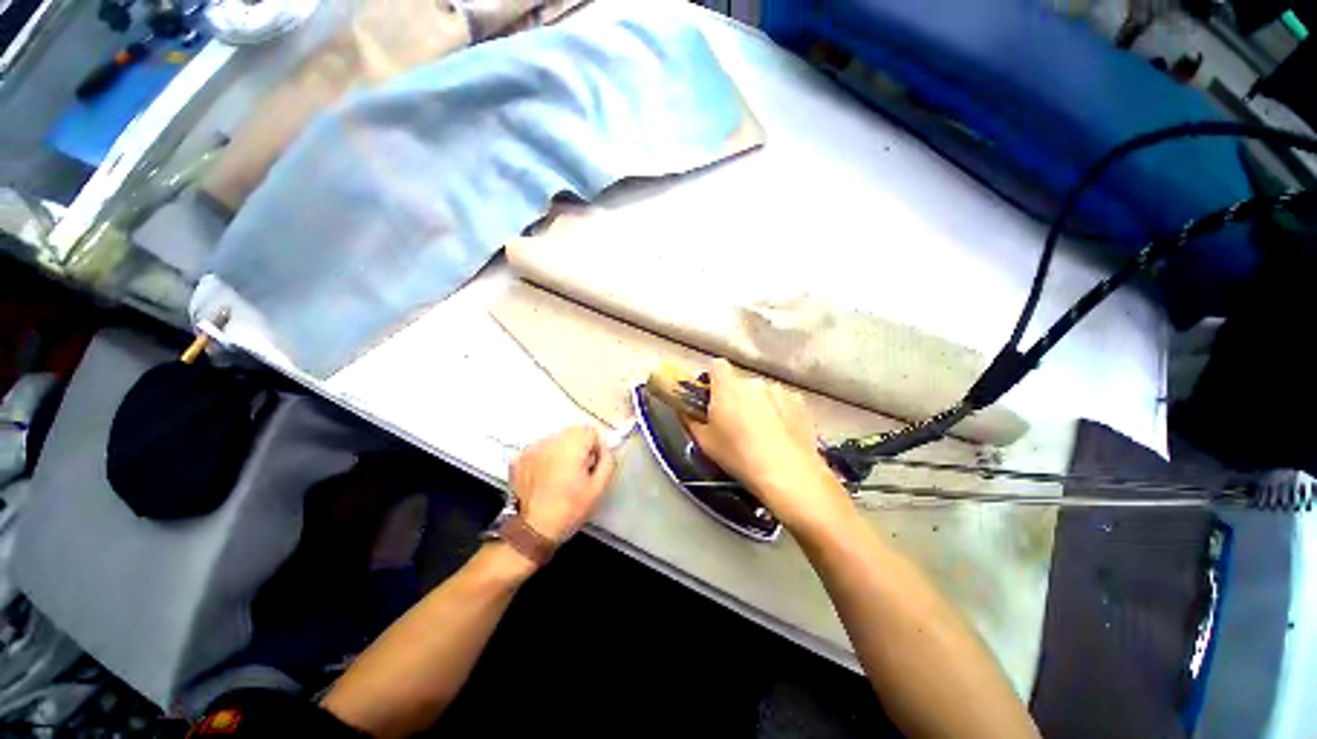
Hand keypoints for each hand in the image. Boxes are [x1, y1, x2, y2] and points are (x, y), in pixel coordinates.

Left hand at [510, 426, 615, 542]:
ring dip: (563, 451)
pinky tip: (546, 478)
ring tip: (561, 476)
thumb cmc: (569, 509)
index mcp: (570, 446)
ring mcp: (531, 448)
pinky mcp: (519, 458)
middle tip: (579, 471)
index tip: (593, 464)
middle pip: (573, 432)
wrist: (532, 530)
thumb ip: (607, 461)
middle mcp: (549, 441)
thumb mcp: (598, 488)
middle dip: (580, 447)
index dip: (596, 446)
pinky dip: (546, 458)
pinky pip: (540, 449)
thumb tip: (605, 448)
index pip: (591, 430)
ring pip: (556, 440)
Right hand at [683, 359, 852, 532]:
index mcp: (728, 387)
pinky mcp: (799, 402)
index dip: (712, 379)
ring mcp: (779, 390)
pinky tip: (780, 434)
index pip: (716, 366)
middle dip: (735, 396)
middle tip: (735, 422)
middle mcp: (754, 382)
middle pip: (739, 382)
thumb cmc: (739, 456)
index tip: (711, 396)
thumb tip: (683, 408)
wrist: (788, 473)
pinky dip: (778, 411)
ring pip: (761, 392)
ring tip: (762, 432)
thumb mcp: (704, 441)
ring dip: (758, 404)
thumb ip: (689, 419)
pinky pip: (782, 401)